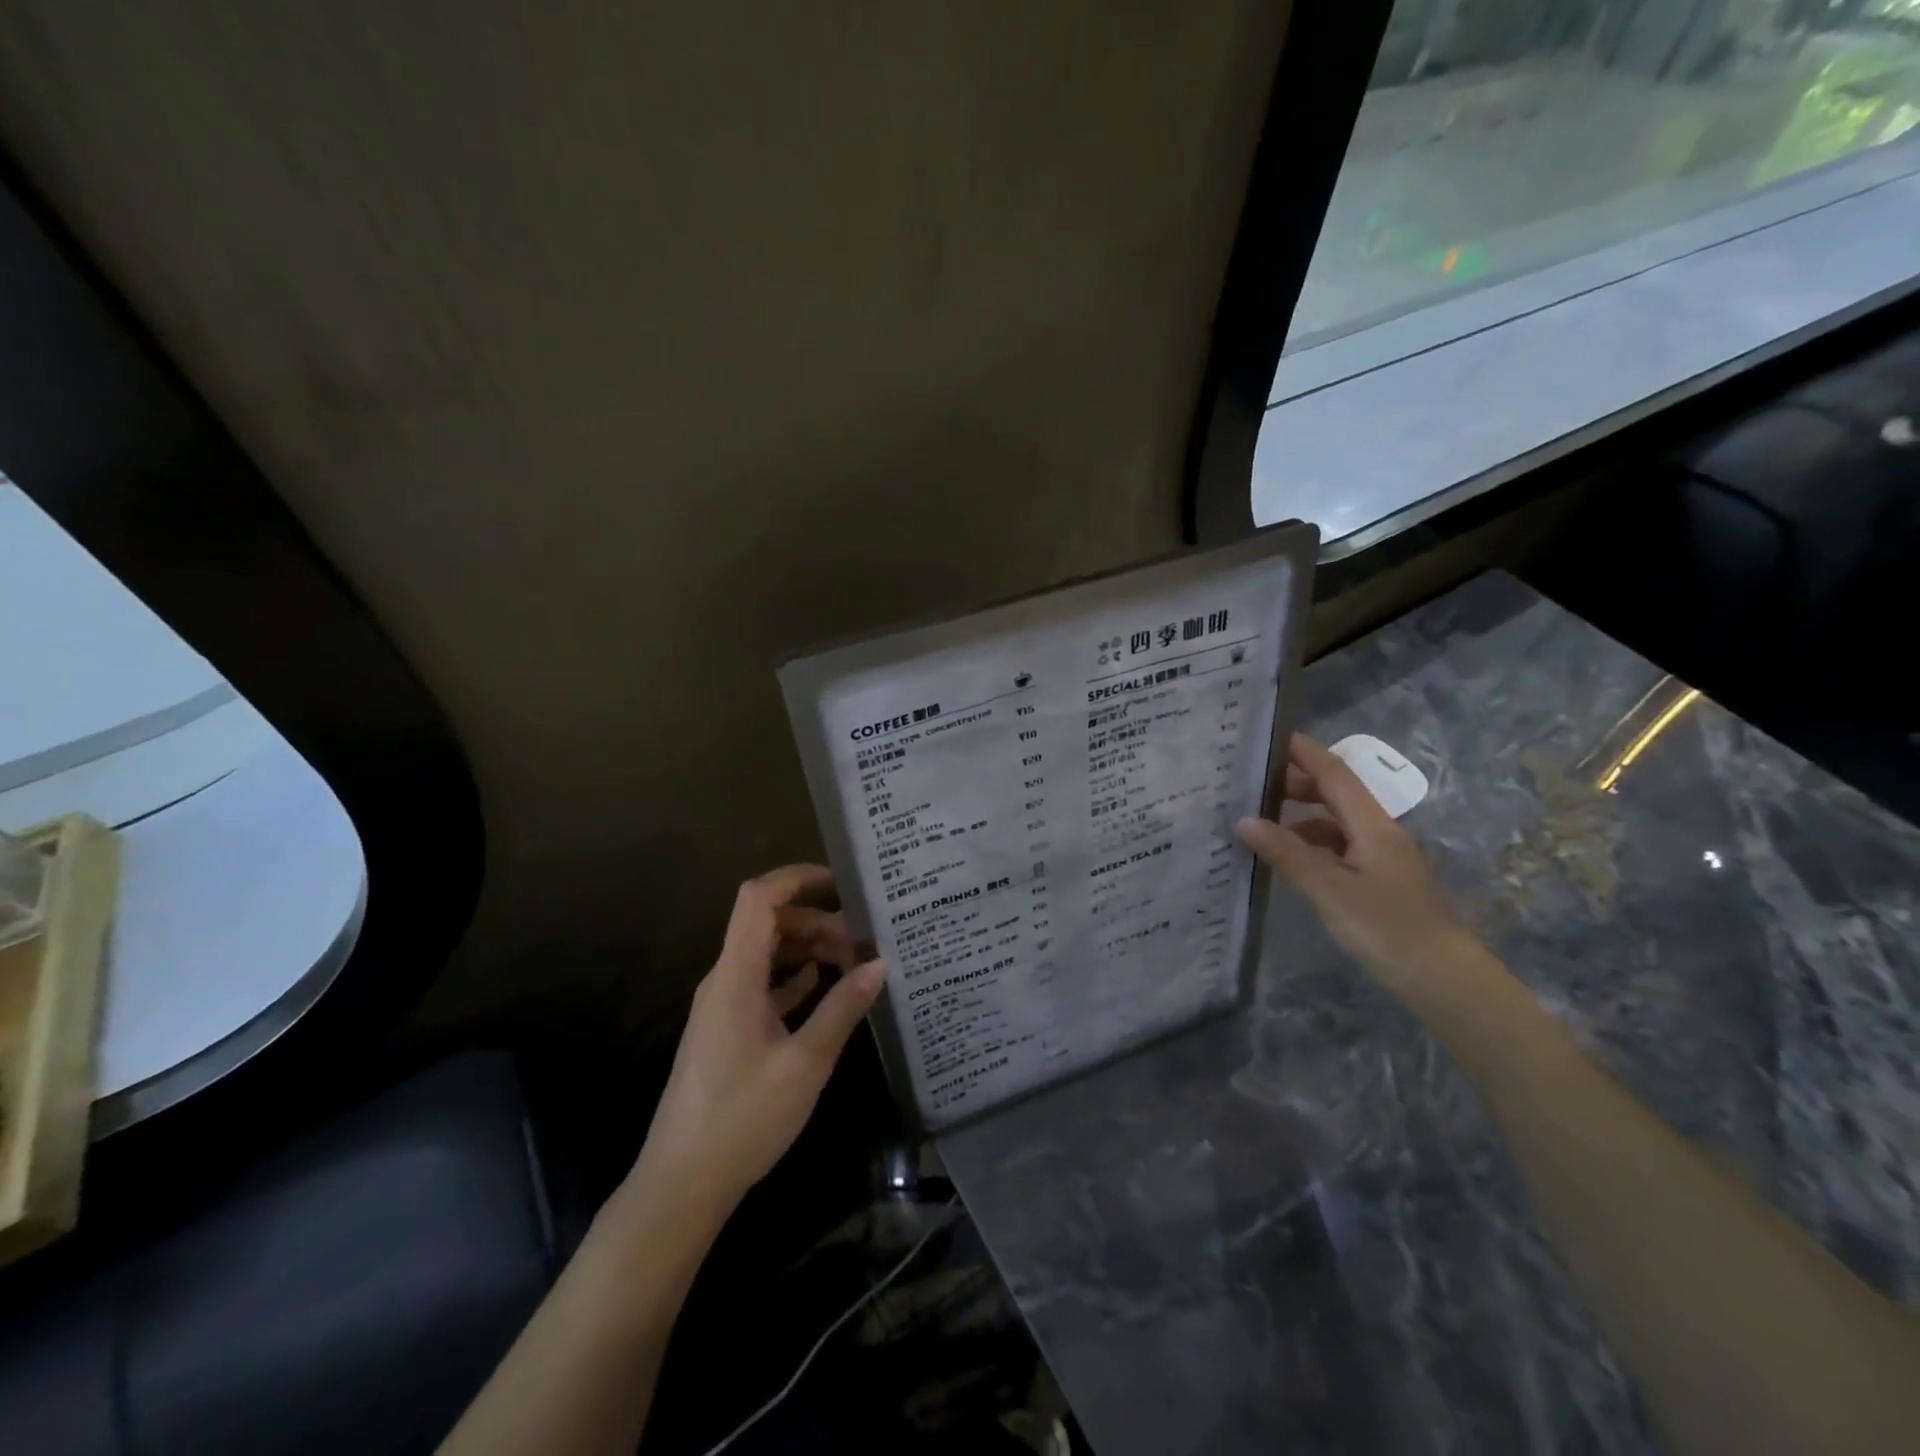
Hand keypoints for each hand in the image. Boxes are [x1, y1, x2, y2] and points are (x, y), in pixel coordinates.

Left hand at [631, 864, 884, 1226]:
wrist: (682, 1183)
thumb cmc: (744, 1118)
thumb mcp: (806, 1063)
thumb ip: (842, 1008)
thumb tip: (879, 963)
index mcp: (736, 976)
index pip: (759, 899)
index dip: (797, 879)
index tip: (842, 882)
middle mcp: (724, 980)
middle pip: (767, 924)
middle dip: (816, 921)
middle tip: (863, 939)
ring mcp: (722, 1006)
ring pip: (766, 954)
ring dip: (807, 949)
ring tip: (853, 961)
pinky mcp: (726, 1030)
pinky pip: (762, 984)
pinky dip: (794, 978)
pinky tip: (825, 989)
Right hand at [1235, 734, 1488, 1006]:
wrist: (1441, 978)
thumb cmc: (1386, 928)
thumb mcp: (1329, 890)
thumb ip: (1287, 853)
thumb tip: (1243, 820)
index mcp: (1372, 826)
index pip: (1335, 775)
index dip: (1305, 753)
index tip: (1272, 735)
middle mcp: (1378, 832)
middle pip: (1336, 794)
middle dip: (1296, 783)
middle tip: (1252, 784)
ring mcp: (1380, 857)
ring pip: (1336, 822)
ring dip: (1301, 816)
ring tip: (1261, 822)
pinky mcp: (1378, 880)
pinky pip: (1338, 846)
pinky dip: (1311, 843)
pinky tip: (1290, 858)